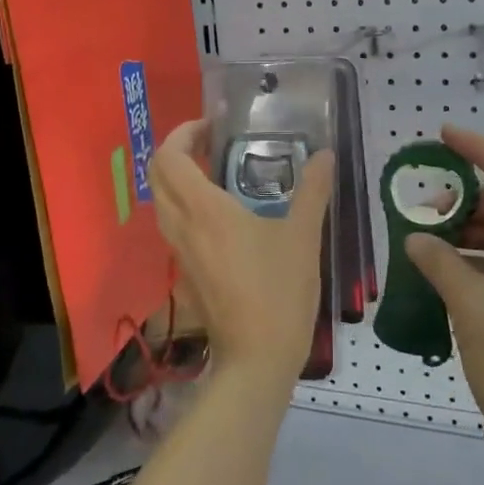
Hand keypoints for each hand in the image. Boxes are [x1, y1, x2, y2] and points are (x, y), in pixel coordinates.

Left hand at [151, 119, 334, 384]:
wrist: (257, 358)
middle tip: (213, 144)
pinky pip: (174, 227)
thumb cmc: (279, 292)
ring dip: (179, 179)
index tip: (212, 126)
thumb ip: (313, 190)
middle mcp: (182, 227)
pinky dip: (186, 207)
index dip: (183, 133)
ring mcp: (180, 253)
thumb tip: (325, 155)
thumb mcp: (303, 237)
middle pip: (158, 176)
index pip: (169, 158)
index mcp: (204, 210)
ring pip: (163, 203)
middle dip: (178, 151)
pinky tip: (223, 215)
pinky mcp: (186, 274)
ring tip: (218, 173)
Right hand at [402, 125, 483, 482]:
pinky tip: (438, 272)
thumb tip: (417, 238)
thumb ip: (441, 262)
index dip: (482, 150)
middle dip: (467, 200)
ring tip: (425, 236)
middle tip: (423, 203)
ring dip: (467, 234)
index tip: (444, 136)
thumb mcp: (474, 305)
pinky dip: (471, 265)